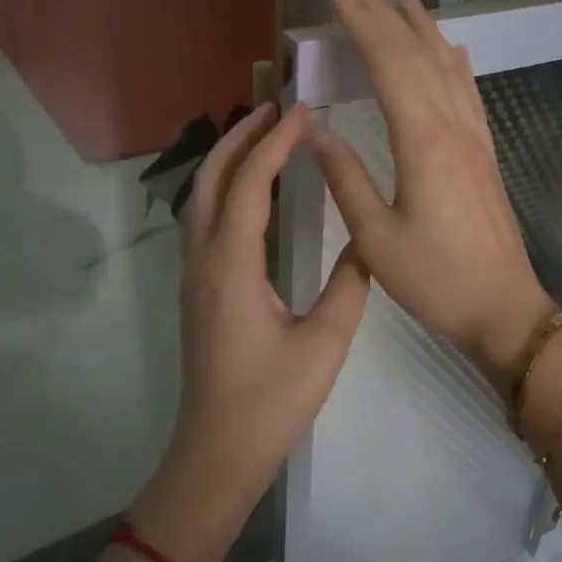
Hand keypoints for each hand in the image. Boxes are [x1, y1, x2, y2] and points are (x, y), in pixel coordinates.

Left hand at [139, 103, 370, 561]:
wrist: (216, 454)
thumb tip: (367, 241)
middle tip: (277, 107)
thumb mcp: (325, 343)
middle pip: (210, 180)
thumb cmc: (271, 402)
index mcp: (232, 268)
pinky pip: (206, 221)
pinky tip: (254, 191)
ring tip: (266, 135)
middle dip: (240, 137)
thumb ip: (349, 284)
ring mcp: (194, 276)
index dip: (274, 143)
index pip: (248, 186)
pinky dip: (226, 189)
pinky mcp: (197, 291)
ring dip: (229, 160)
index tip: (302, 110)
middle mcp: (203, 261)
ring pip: (201, 199)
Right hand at [311, 0, 552, 387]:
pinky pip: (468, 94)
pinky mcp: (485, 154)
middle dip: (382, 15)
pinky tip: (451, 51)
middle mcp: (453, 128)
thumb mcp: (376, 238)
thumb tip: (316, 131)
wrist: (503, 308)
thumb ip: (346, 178)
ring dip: (422, 30)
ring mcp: (475, 139)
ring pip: (447, 68)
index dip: (360, 22)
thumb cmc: (435, 280)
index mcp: (423, 142)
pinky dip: (454, 63)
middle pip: (416, 56)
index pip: (388, 64)